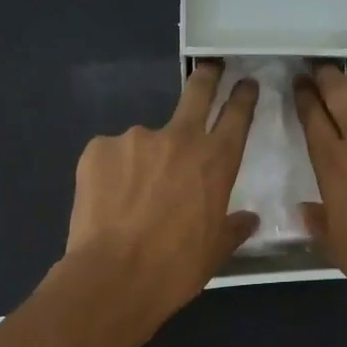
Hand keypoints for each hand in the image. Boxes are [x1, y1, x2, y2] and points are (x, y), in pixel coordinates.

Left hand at [62, 60, 259, 339]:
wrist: (113, 277)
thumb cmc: (176, 268)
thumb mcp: (215, 251)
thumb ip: (233, 228)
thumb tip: (248, 219)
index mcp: (216, 161)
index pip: (237, 115)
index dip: (243, 96)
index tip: (245, 83)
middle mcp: (178, 138)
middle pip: (197, 91)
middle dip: (207, 76)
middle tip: (210, 68)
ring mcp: (135, 138)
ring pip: (146, 141)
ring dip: (145, 160)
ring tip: (132, 198)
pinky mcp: (98, 149)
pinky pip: (112, 156)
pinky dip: (114, 173)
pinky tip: (109, 202)